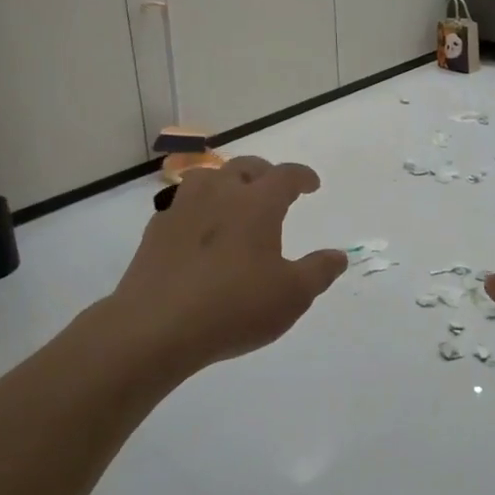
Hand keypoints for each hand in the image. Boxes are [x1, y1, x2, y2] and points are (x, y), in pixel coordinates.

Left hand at [109, 156, 345, 374]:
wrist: (156, 327)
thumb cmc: (234, 307)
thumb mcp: (291, 296)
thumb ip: (318, 272)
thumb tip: (338, 255)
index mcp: (257, 203)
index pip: (285, 175)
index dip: (302, 177)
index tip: (312, 185)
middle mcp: (220, 194)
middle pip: (245, 167)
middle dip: (264, 173)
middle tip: (274, 188)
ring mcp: (183, 208)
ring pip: (207, 177)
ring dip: (225, 182)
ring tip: (233, 199)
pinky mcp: (156, 230)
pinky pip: (181, 204)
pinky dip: (197, 208)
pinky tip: (198, 231)